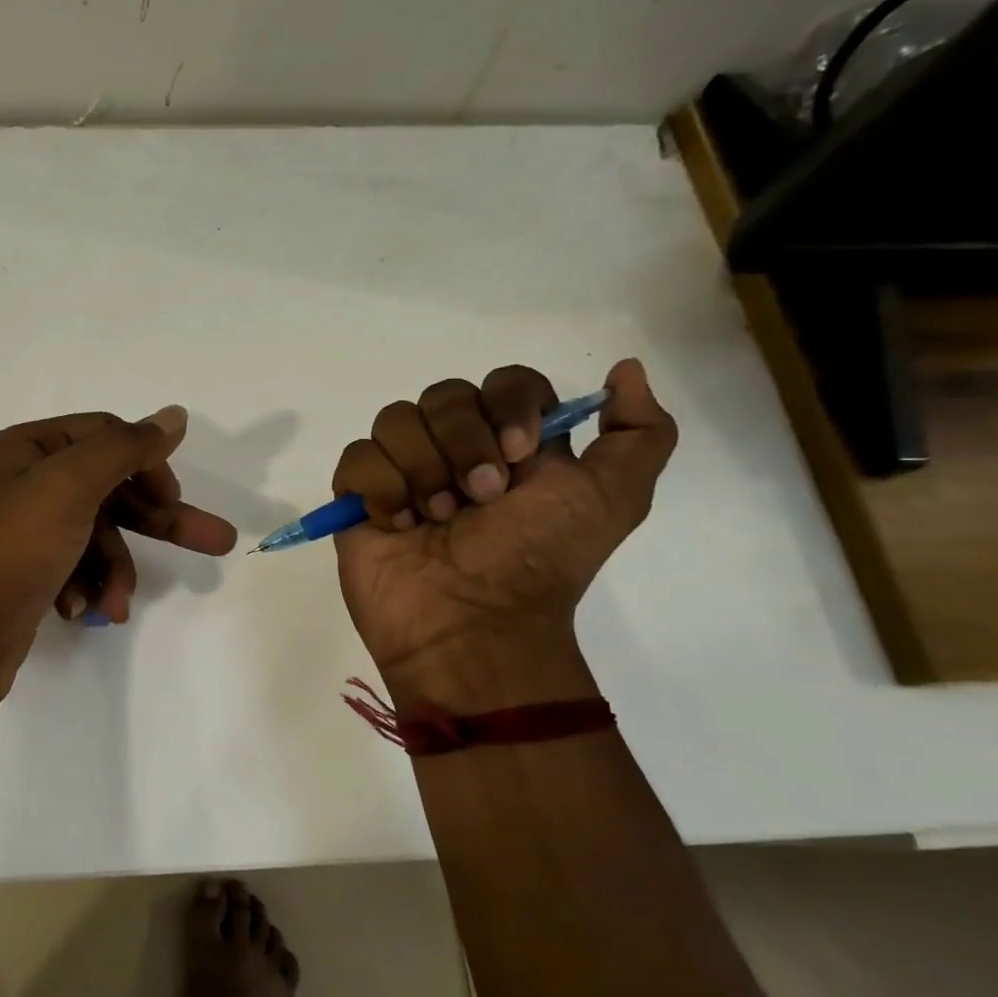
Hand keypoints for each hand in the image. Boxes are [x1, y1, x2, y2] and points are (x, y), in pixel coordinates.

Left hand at [0, 407, 237, 710]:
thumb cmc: (15, 550)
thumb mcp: (71, 486)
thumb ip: (126, 448)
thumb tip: (174, 415)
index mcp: (31, 448)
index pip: (108, 436)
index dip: (148, 463)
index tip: (174, 498)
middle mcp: (28, 481)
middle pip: (113, 488)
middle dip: (158, 521)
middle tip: (217, 543)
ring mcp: (30, 529)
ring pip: (101, 536)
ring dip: (117, 570)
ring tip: (117, 605)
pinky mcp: (32, 571)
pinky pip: (80, 567)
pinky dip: (90, 588)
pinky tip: (84, 611)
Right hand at [332, 359, 676, 699]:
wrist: (471, 625)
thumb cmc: (537, 562)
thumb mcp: (613, 498)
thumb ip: (641, 432)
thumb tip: (625, 370)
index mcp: (511, 444)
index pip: (505, 383)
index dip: (509, 405)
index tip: (518, 455)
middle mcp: (455, 449)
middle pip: (445, 394)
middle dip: (463, 443)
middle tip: (477, 499)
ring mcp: (403, 471)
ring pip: (395, 420)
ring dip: (421, 470)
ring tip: (434, 520)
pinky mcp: (358, 497)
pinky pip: (357, 457)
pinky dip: (379, 488)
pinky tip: (396, 525)